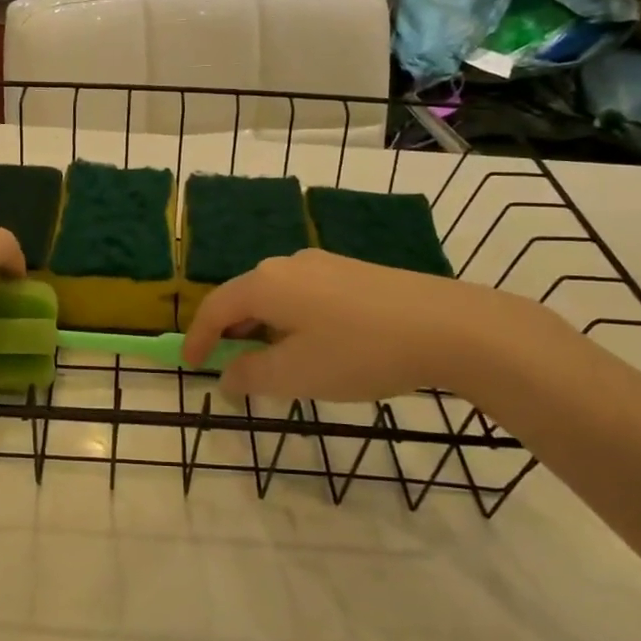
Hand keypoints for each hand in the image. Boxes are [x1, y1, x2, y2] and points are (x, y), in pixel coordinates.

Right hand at [180, 248, 541, 402]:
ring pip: (277, 297)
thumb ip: (251, 375)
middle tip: (231, 368)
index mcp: (266, 283)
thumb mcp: (296, 374)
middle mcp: (288, 264)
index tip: (191, 368)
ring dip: (264, 330)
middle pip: (245, 298)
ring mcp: (324, 264)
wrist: (450, 326)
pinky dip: (293, 322)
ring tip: (273, 363)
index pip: (215, 308)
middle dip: (232, 334)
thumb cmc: (360, 352)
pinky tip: (315, 347)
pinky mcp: (354, 273)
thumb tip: (228, 375)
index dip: (198, 339)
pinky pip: (305, 296)